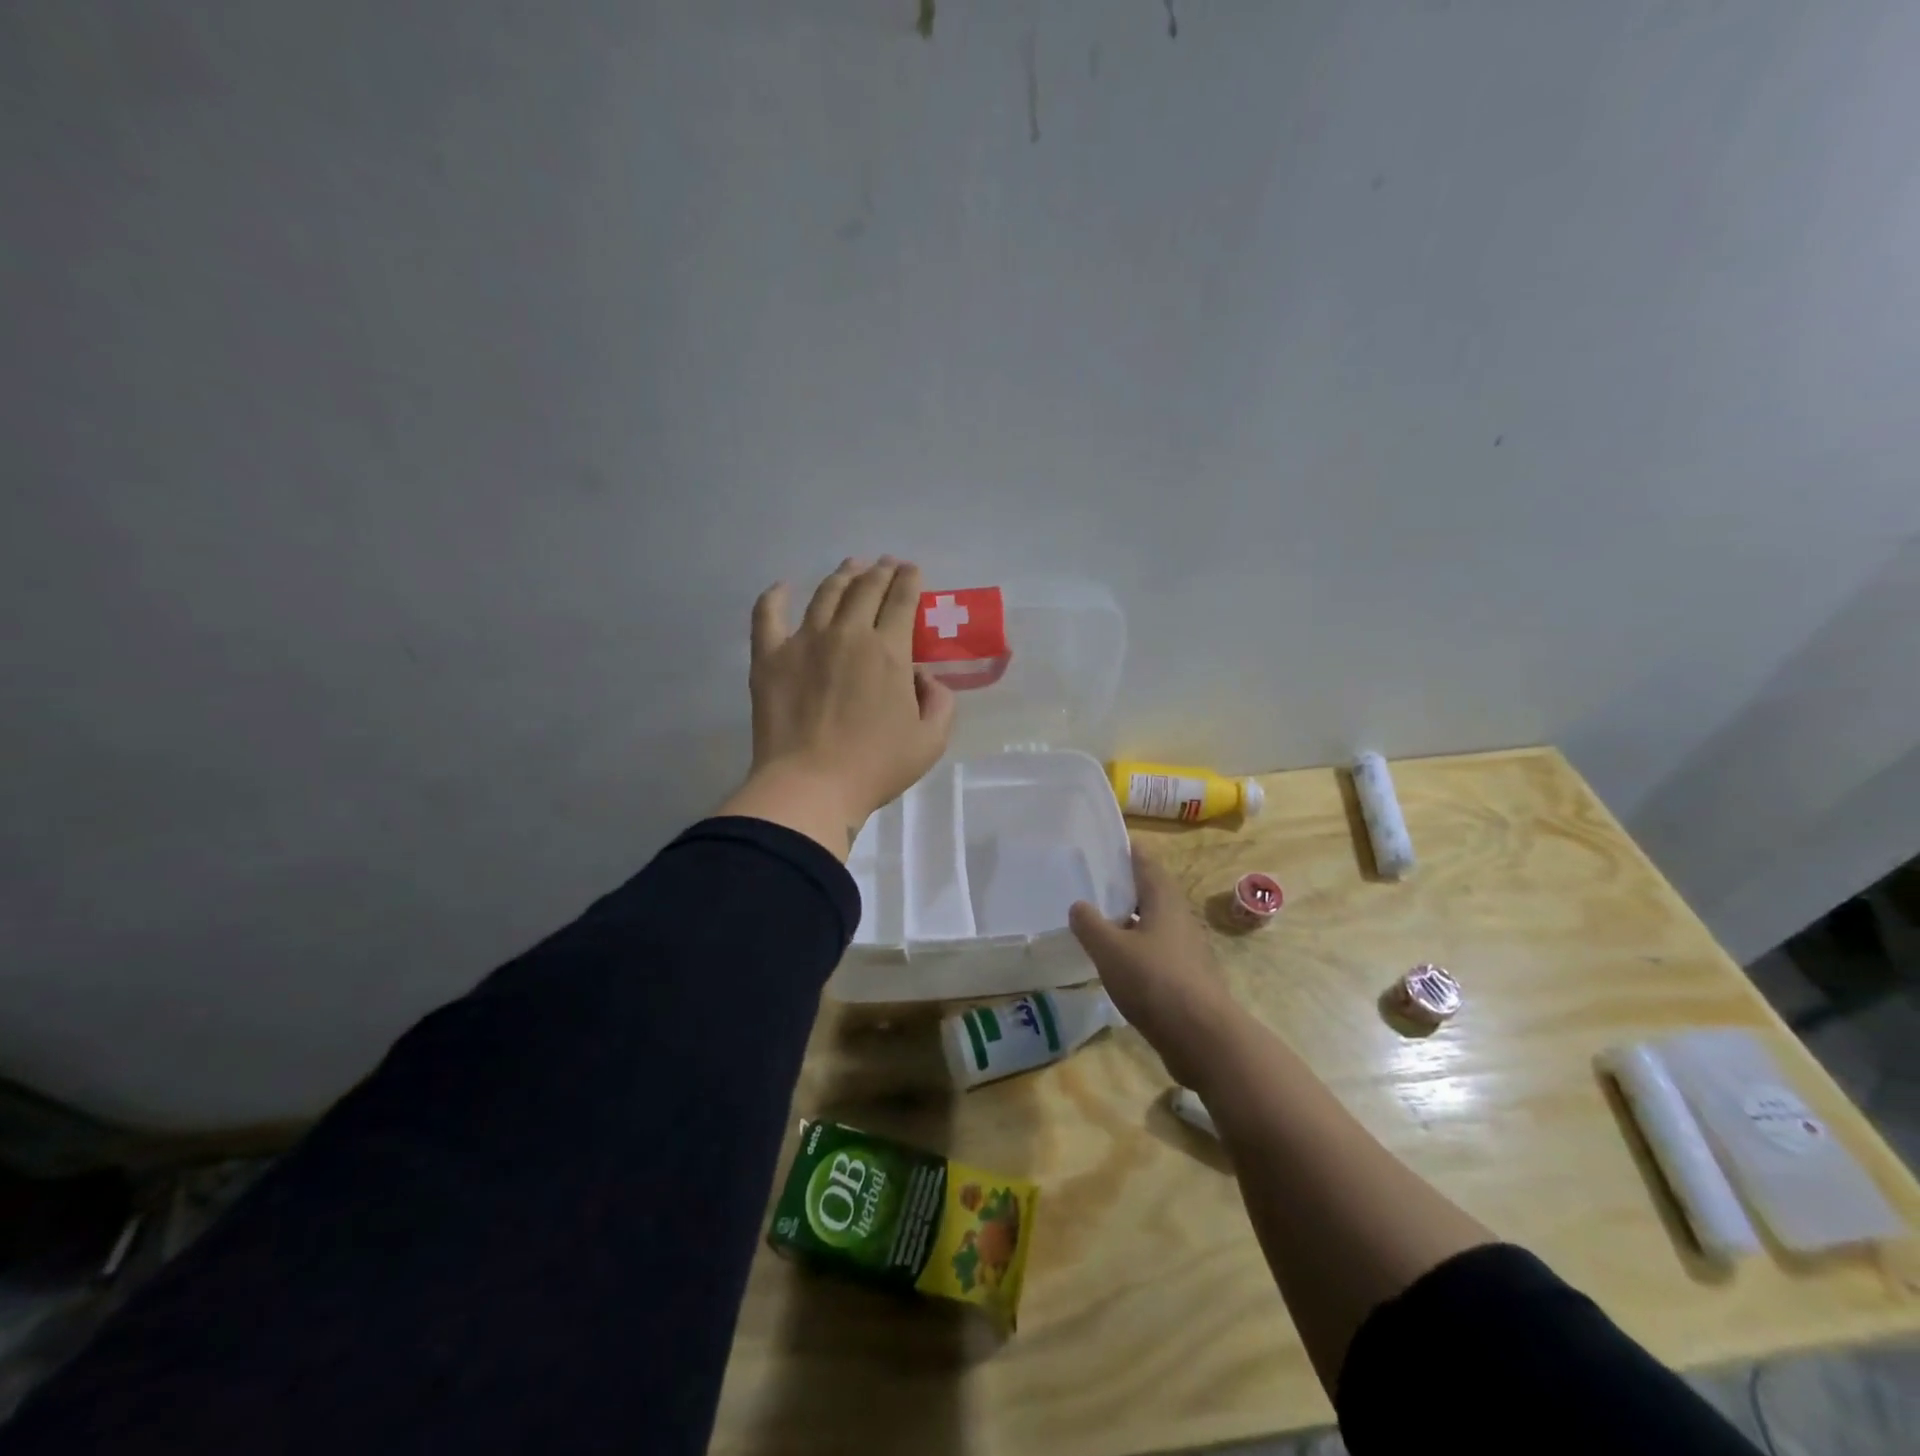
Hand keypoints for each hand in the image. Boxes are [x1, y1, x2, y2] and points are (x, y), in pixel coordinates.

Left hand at [719, 558, 955, 858]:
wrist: (811, 786)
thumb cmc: (875, 767)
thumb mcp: (931, 741)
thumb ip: (940, 701)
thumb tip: (923, 676)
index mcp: (889, 651)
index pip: (902, 600)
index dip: (909, 580)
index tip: (912, 571)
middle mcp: (848, 634)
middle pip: (866, 589)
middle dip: (880, 571)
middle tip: (886, 565)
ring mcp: (804, 641)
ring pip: (826, 593)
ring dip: (842, 575)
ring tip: (851, 567)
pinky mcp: (769, 657)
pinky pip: (767, 615)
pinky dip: (775, 596)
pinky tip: (783, 587)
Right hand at [1070, 849, 1235, 1082]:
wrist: (1202, 1037)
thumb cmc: (1155, 981)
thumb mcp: (1111, 950)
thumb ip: (1090, 925)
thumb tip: (1079, 905)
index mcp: (1164, 900)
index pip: (1145, 862)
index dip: (1126, 851)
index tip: (1105, 843)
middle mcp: (1179, 917)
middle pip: (1149, 891)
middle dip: (1123, 886)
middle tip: (1091, 882)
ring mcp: (1186, 949)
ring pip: (1152, 922)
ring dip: (1128, 918)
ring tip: (1098, 920)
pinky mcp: (1186, 976)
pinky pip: (1155, 950)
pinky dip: (1135, 947)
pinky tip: (1116, 960)